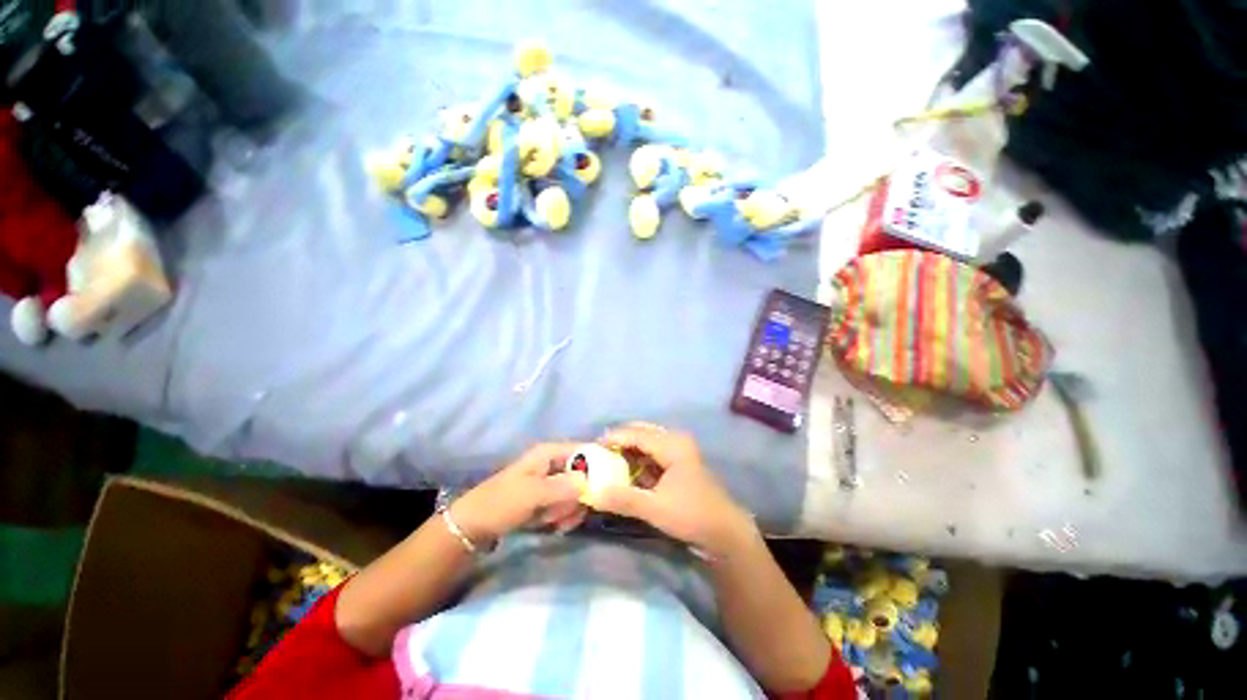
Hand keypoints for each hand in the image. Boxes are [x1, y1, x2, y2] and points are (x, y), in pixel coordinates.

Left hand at [450, 443, 586, 545]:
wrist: (472, 527)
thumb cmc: (501, 503)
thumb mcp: (532, 494)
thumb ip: (563, 487)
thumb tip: (590, 482)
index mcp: (550, 453)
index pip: (584, 450)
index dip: (597, 465)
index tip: (604, 487)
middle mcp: (554, 463)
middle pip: (583, 475)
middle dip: (578, 497)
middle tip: (565, 513)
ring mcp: (551, 482)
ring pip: (576, 493)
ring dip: (569, 510)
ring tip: (552, 521)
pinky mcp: (547, 499)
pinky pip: (566, 505)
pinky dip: (563, 516)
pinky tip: (553, 526)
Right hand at [594, 424, 757, 557]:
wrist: (725, 532)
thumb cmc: (692, 516)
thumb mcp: (655, 509)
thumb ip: (624, 499)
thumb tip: (594, 493)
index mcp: (672, 445)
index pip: (636, 434)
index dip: (614, 438)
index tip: (592, 446)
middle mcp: (676, 440)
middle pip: (642, 432)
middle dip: (620, 439)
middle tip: (599, 451)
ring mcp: (680, 450)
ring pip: (648, 442)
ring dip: (629, 449)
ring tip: (609, 459)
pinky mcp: (680, 462)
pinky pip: (654, 453)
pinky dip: (639, 458)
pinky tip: (627, 469)